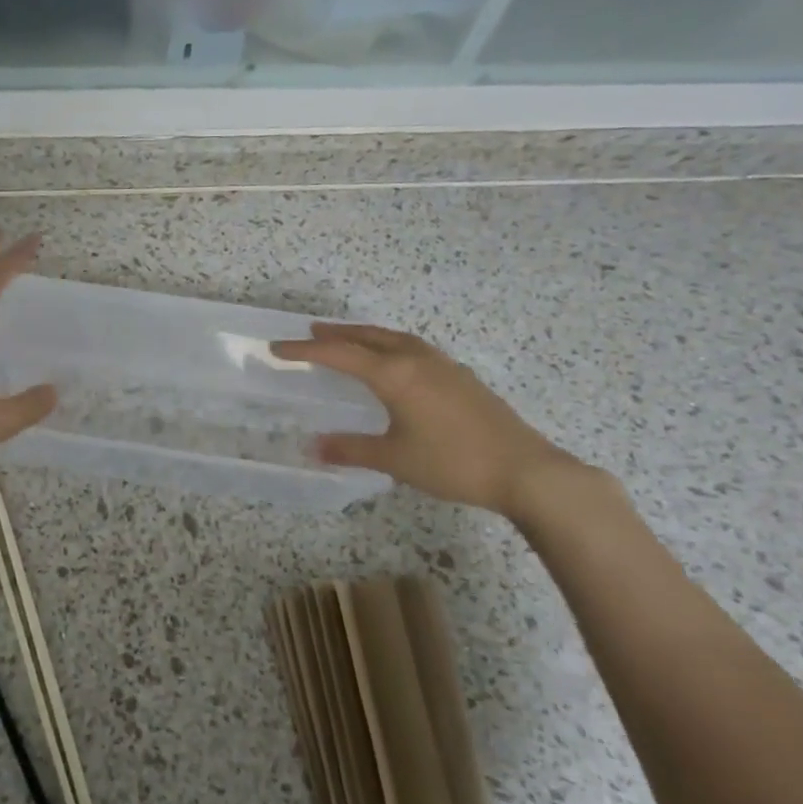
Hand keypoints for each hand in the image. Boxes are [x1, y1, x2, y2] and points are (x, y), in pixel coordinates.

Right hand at [271, 322, 577, 517]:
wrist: (525, 470)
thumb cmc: (453, 462)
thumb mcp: (395, 459)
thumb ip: (352, 449)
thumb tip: (313, 446)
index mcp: (395, 374)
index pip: (339, 355)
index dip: (305, 351)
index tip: (277, 348)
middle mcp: (416, 359)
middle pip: (367, 336)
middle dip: (336, 334)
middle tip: (310, 333)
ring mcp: (442, 365)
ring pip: (393, 338)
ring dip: (365, 336)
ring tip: (347, 340)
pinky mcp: (459, 376)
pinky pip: (412, 348)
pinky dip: (389, 345)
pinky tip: (393, 362)